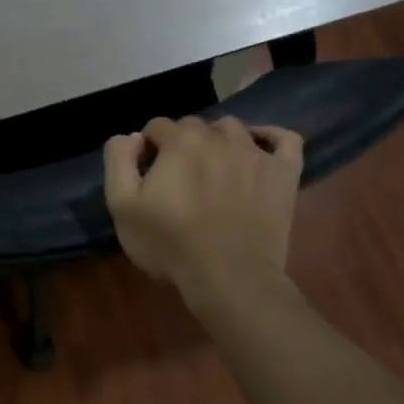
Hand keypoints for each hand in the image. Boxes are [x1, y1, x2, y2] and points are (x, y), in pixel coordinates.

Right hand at [103, 116, 302, 302]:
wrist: (230, 278)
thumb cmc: (171, 243)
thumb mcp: (122, 205)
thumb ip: (119, 159)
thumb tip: (131, 135)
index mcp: (179, 140)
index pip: (157, 126)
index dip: (149, 149)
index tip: (149, 177)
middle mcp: (218, 136)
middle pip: (194, 126)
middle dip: (182, 144)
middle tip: (179, 179)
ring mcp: (255, 153)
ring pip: (232, 129)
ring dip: (218, 141)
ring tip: (213, 170)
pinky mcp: (284, 173)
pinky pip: (284, 139)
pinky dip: (270, 138)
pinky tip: (259, 150)